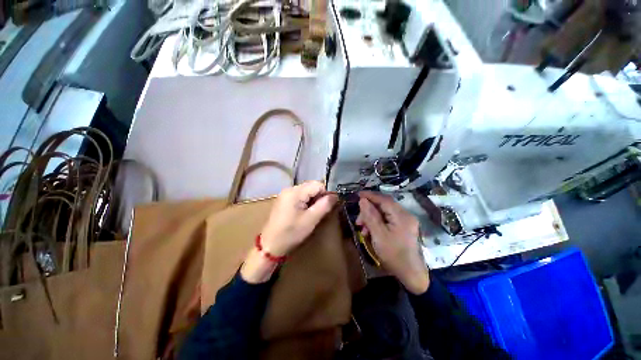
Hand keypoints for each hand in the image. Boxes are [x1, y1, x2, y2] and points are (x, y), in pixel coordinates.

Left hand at [241, 181, 337, 282]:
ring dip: (313, 199)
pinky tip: (305, 212)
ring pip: (306, 191)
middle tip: (322, 210)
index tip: (330, 205)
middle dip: (320, 196)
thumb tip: (335, 195)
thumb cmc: (291, 233)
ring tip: (314, 213)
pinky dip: (306, 202)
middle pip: (312, 186)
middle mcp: (289, 189)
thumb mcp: (311, 220)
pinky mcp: (284, 200)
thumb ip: (325, 205)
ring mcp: (285, 194)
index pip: (318, 184)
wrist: (270, 246)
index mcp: (295, 192)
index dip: (327, 193)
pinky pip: (300, 196)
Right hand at [356, 191, 429, 294]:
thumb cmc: (394, 255)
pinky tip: (370, 232)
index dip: (370, 195)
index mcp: (401, 216)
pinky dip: (377, 223)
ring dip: (371, 218)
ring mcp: (405, 221)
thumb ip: (370, 216)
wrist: (411, 275)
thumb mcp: (379, 235)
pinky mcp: (403, 227)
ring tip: (363, 229)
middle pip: (383, 206)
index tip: (358, 194)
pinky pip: (387, 220)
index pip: (384, 199)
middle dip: (369, 211)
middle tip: (358, 221)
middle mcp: (405, 215)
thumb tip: (363, 200)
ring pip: (384, 213)